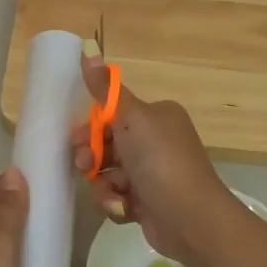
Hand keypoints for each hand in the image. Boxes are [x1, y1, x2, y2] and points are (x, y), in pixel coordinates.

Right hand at [70, 55, 243, 264]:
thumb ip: (106, 90)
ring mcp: (152, 174)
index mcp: (157, 116)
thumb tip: (88, 49)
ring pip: (108, 174)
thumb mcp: (131, 117)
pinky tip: (124, 208)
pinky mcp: (148, 202)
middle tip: (86, 167)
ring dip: (103, 185)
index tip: (77, 139)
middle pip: (107, 145)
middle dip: (93, 157)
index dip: (91, 128)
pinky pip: (117, 197)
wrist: (190, 218)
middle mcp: (156, 142)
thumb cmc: (160, 161)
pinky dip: (116, 203)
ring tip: (113, 194)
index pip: (113, 115)